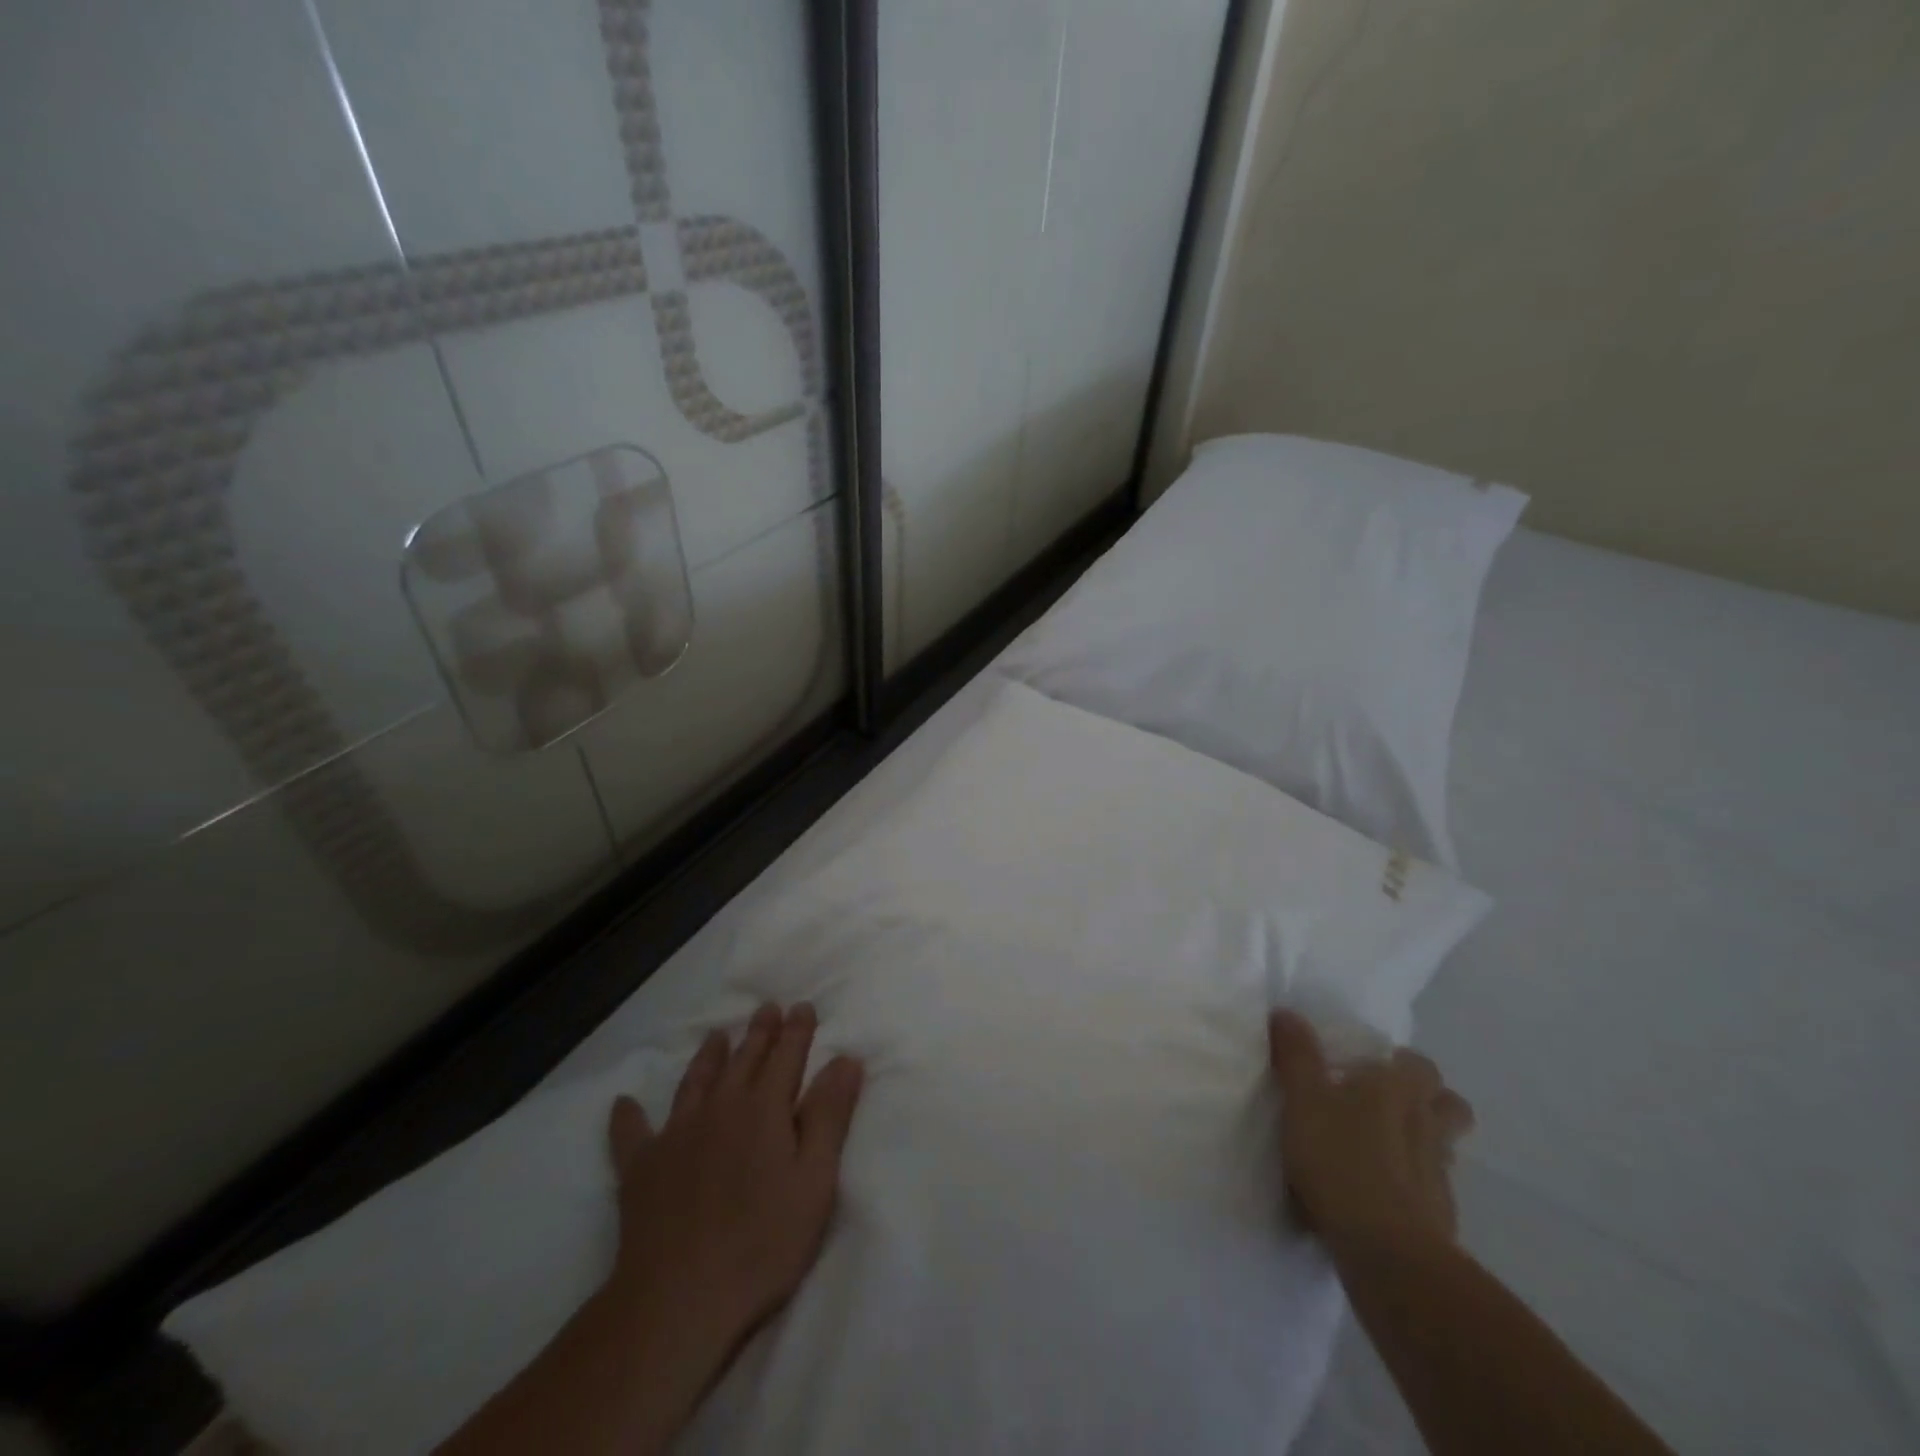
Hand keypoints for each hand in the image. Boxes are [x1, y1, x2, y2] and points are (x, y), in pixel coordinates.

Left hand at [604, 1004, 864, 1366]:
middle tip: (766, 1008)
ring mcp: (676, 1135)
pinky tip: (623, 1103)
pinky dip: (628, 1116)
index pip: (786, 1055)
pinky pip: (632, 1134)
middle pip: (743, 1059)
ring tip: (716, 1035)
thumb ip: (829, 1115)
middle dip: (759, 1032)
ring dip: (708, 1056)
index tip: (802, 1006)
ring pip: (695, 1081)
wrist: (678, 1298)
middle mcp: (720, 1108)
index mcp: (764, 1109)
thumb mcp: (815, 1180)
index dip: (796, 1030)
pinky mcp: (641, 1169)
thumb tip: (845, 1059)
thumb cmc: (762, 1241)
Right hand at [1267, 1009, 1474, 1255]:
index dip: (1402, 1063)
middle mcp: (1428, 1127)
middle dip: (1429, 1102)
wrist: (1386, 1252)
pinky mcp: (1439, 1219)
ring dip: (1423, 1144)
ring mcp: (1439, 1176)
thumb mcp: (1303, 1100)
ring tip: (1383, 1149)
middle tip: (1387, 1104)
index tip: (1371, 1067)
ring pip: (1444, 1148)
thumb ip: (1296, 1056)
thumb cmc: (1340, 1160)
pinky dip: (1413, 1187)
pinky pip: (1431, 1191)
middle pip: (1450, 1106)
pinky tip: (1383, 1195)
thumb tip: (1287, 1012)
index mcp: (1399, 1091)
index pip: (1420, 1065)